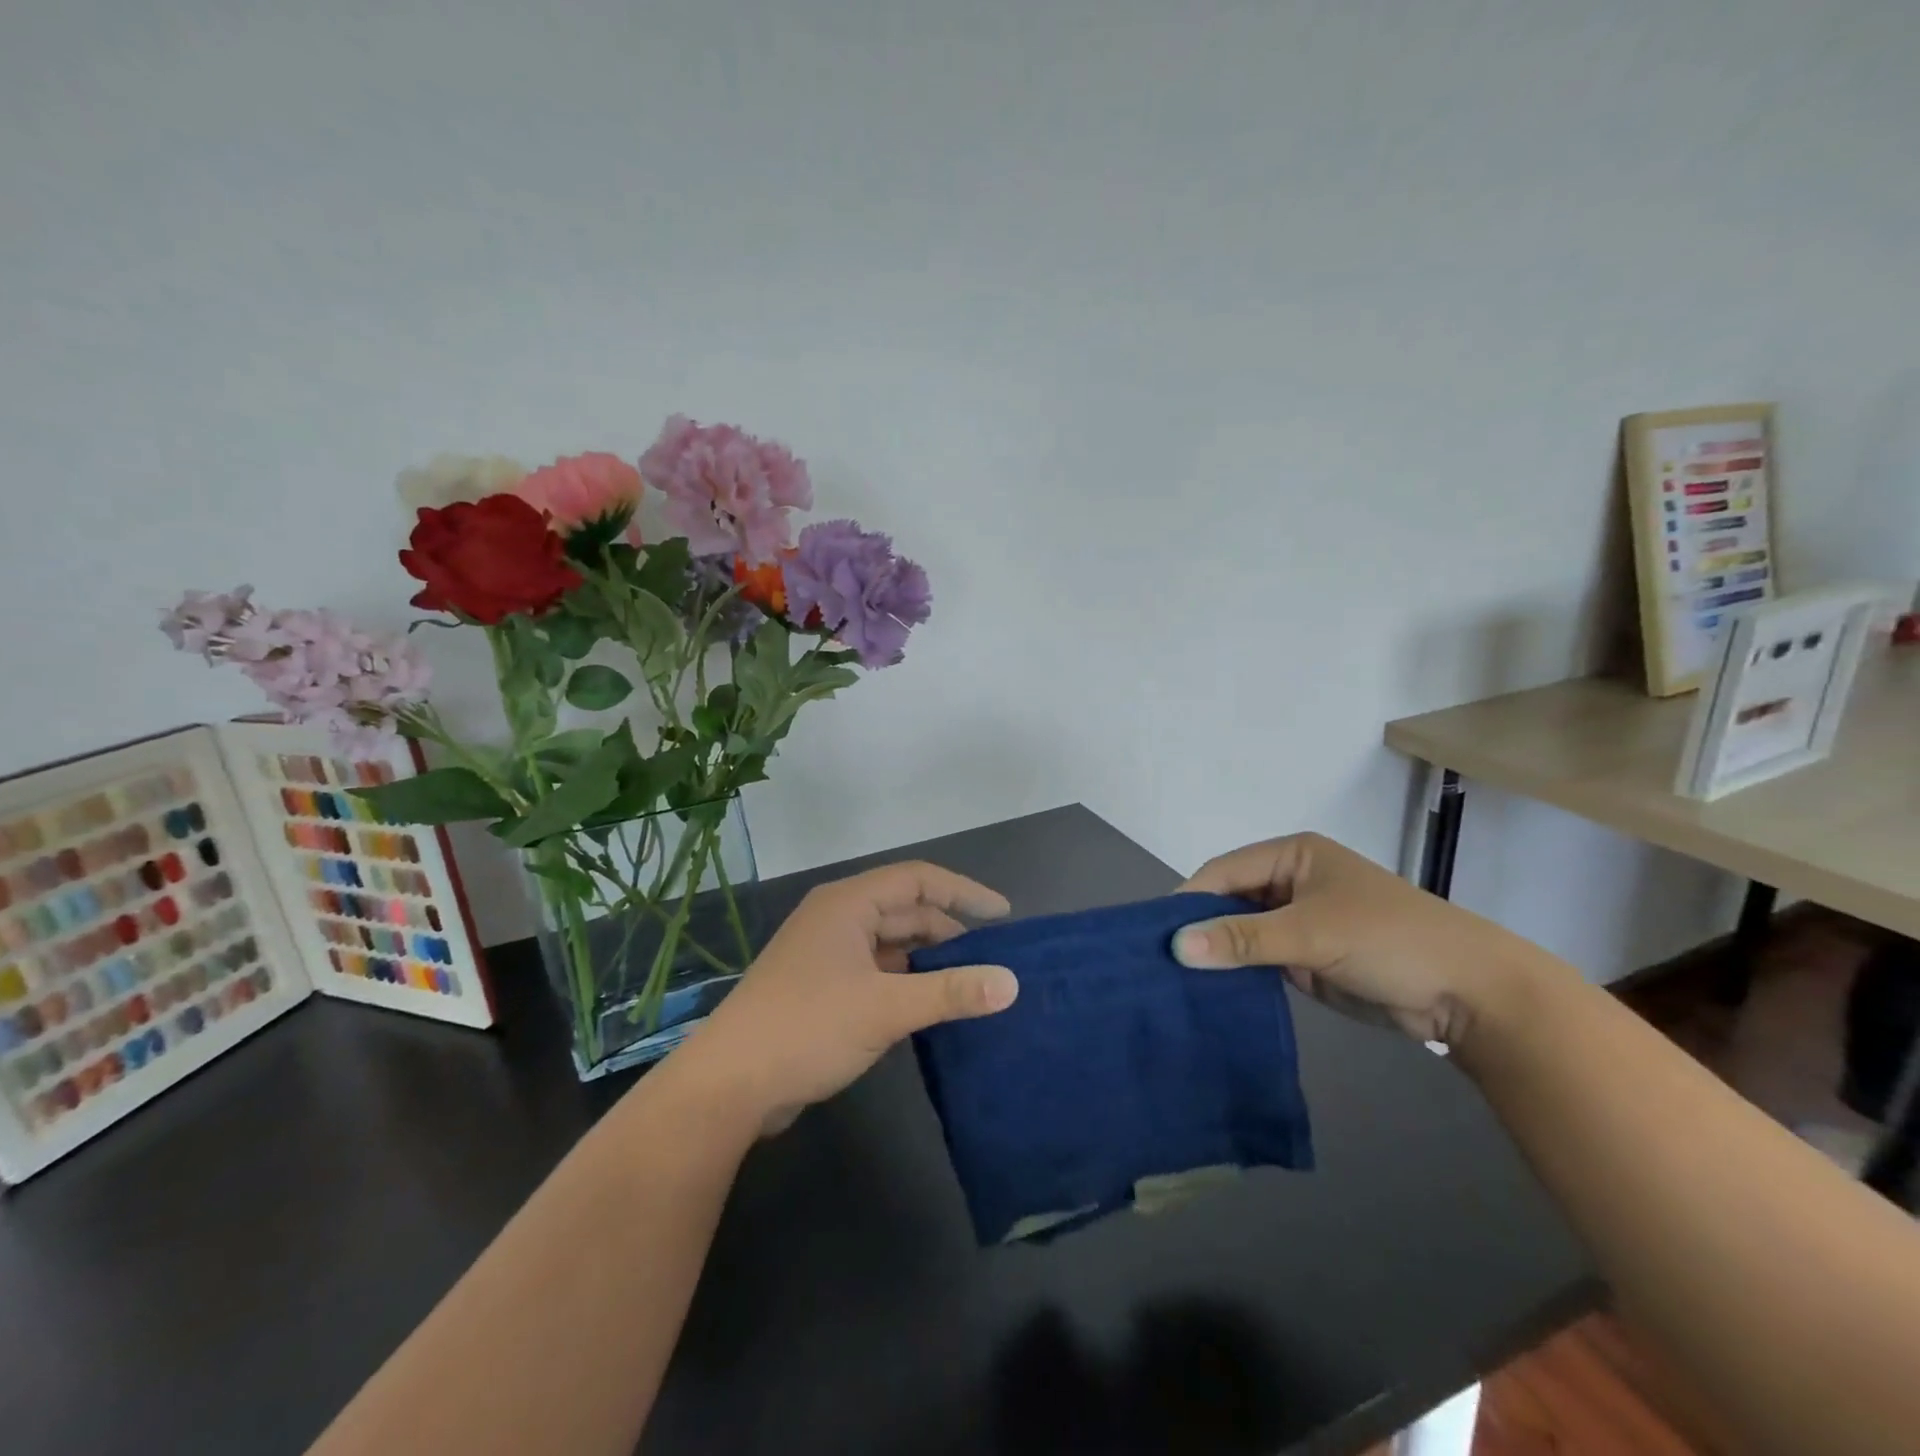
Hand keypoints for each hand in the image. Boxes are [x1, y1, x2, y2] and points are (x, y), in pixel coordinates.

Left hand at [676, 862, 1019, 1133]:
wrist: (729, 1085)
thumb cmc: (807, 1028)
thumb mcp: (886, 1008)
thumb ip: (950, 992)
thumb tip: (1011, 983)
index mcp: (848, 904)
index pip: (918, 880)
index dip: (963, 892)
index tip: (1003, 916)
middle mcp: (837, 918)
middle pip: (905, 910)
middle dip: (948, 930)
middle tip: (992, 958)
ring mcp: (826, 952)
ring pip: (890, 942)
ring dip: (927, 957)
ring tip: (970, 981)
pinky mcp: (821, 985)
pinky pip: (876, 969)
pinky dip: (905, 979)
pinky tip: (929, 1003)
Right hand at [1174, 832, 1529, 1044]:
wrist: (1471, 993)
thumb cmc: (1389, 939)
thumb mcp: (1312, 932)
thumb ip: (1243, 938)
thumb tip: (1175, 946)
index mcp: (1292, 855)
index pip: (1223, 871)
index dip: (1190, 900)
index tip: (1156, 935)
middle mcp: (1290, 881)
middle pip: (1229, 900)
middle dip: (1200, 928)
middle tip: (1159, 961)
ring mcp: (1299, 921)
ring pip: (1241, 932)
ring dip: (1218, 953)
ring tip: (1175, 980)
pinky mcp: (1307, 957)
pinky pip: (1259, 959)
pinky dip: (1238, 972)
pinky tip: (1210, 991)